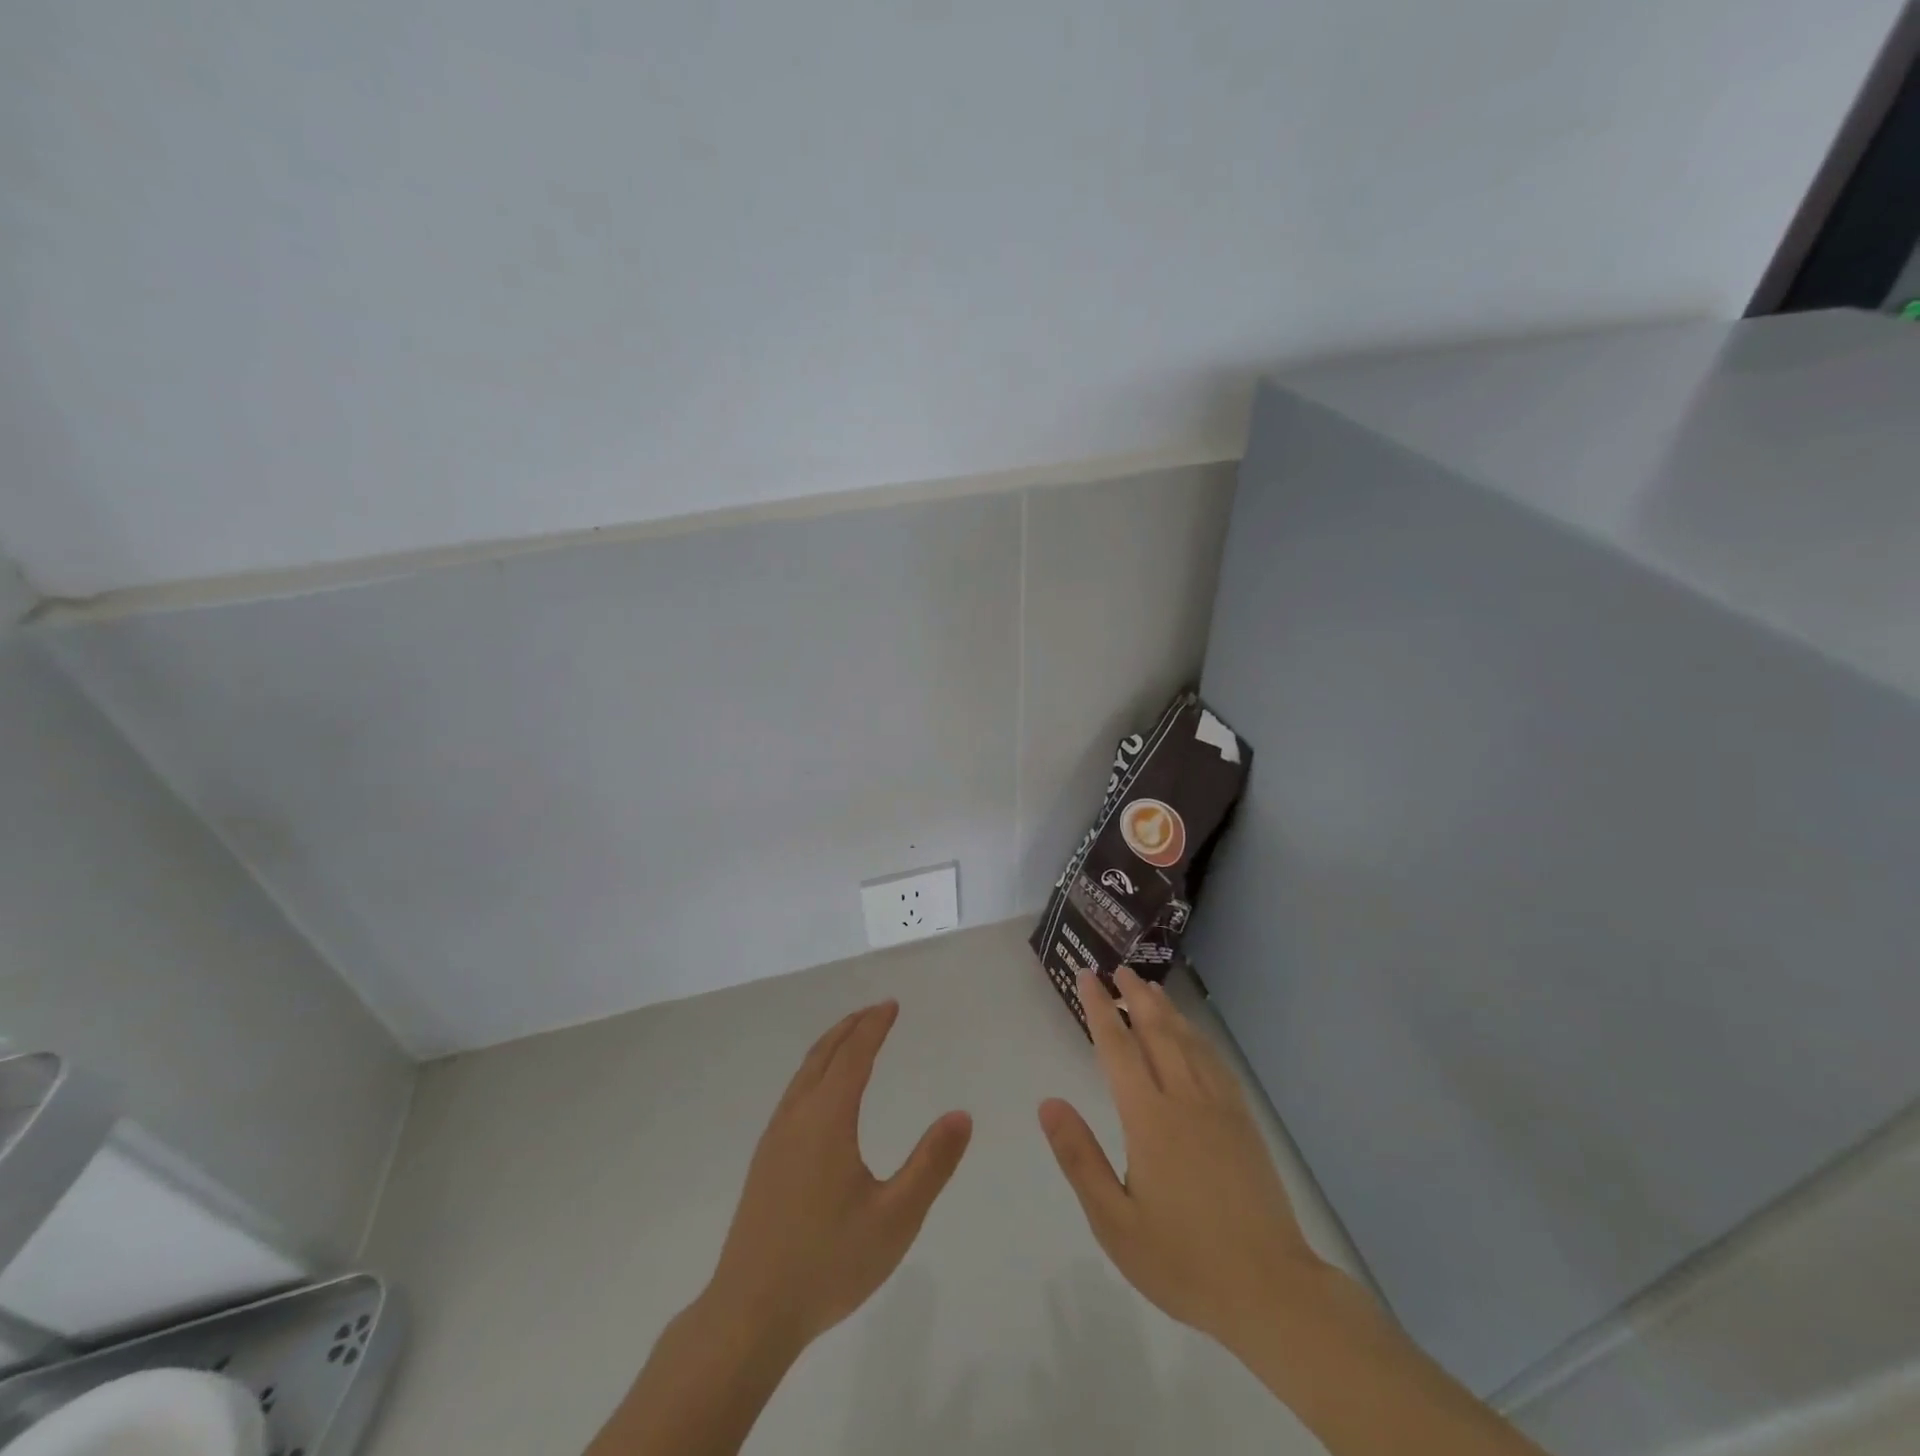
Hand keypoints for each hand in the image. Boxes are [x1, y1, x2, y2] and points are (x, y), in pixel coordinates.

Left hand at [707, 1000, 972, 1352]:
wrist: (749, 1313)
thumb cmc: (828, 1262)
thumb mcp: (895, 1218)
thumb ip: (931, 1164)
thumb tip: (961, 1115)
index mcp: (827, 1119)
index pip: (854, 1056)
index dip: (874, 1026)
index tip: (891, 1005)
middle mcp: (797, 1117)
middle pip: (824, 1055)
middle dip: (851, 1027)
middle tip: (876, 1011)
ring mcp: (775, 1138)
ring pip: (804, 1073)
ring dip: (830, 1047)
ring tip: (851, 1039)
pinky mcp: (764, 1161)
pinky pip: (793, 1094)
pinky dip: (814, 1071)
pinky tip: (821, 1095)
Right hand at [1039, 968, 1326, 1354]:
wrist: (1270, 1291)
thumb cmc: (1182, 1260)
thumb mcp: (1114, 1221)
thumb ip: (1079, 1158)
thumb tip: (1048, 1103)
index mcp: (1149, 1119)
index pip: (1118, 1048)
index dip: (1100, 1009)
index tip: (1088, 977)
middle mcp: (1185, 1099)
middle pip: (1157, 1031)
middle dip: (1136, 996)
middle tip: (1120, 969)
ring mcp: (1220, 1108)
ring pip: (1189, 1042)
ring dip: (1167, 1010)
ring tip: (1150, 988)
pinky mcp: (1244, 1123)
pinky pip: (1216, 1063)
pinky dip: (1199, 1038)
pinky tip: (1194, 1036)